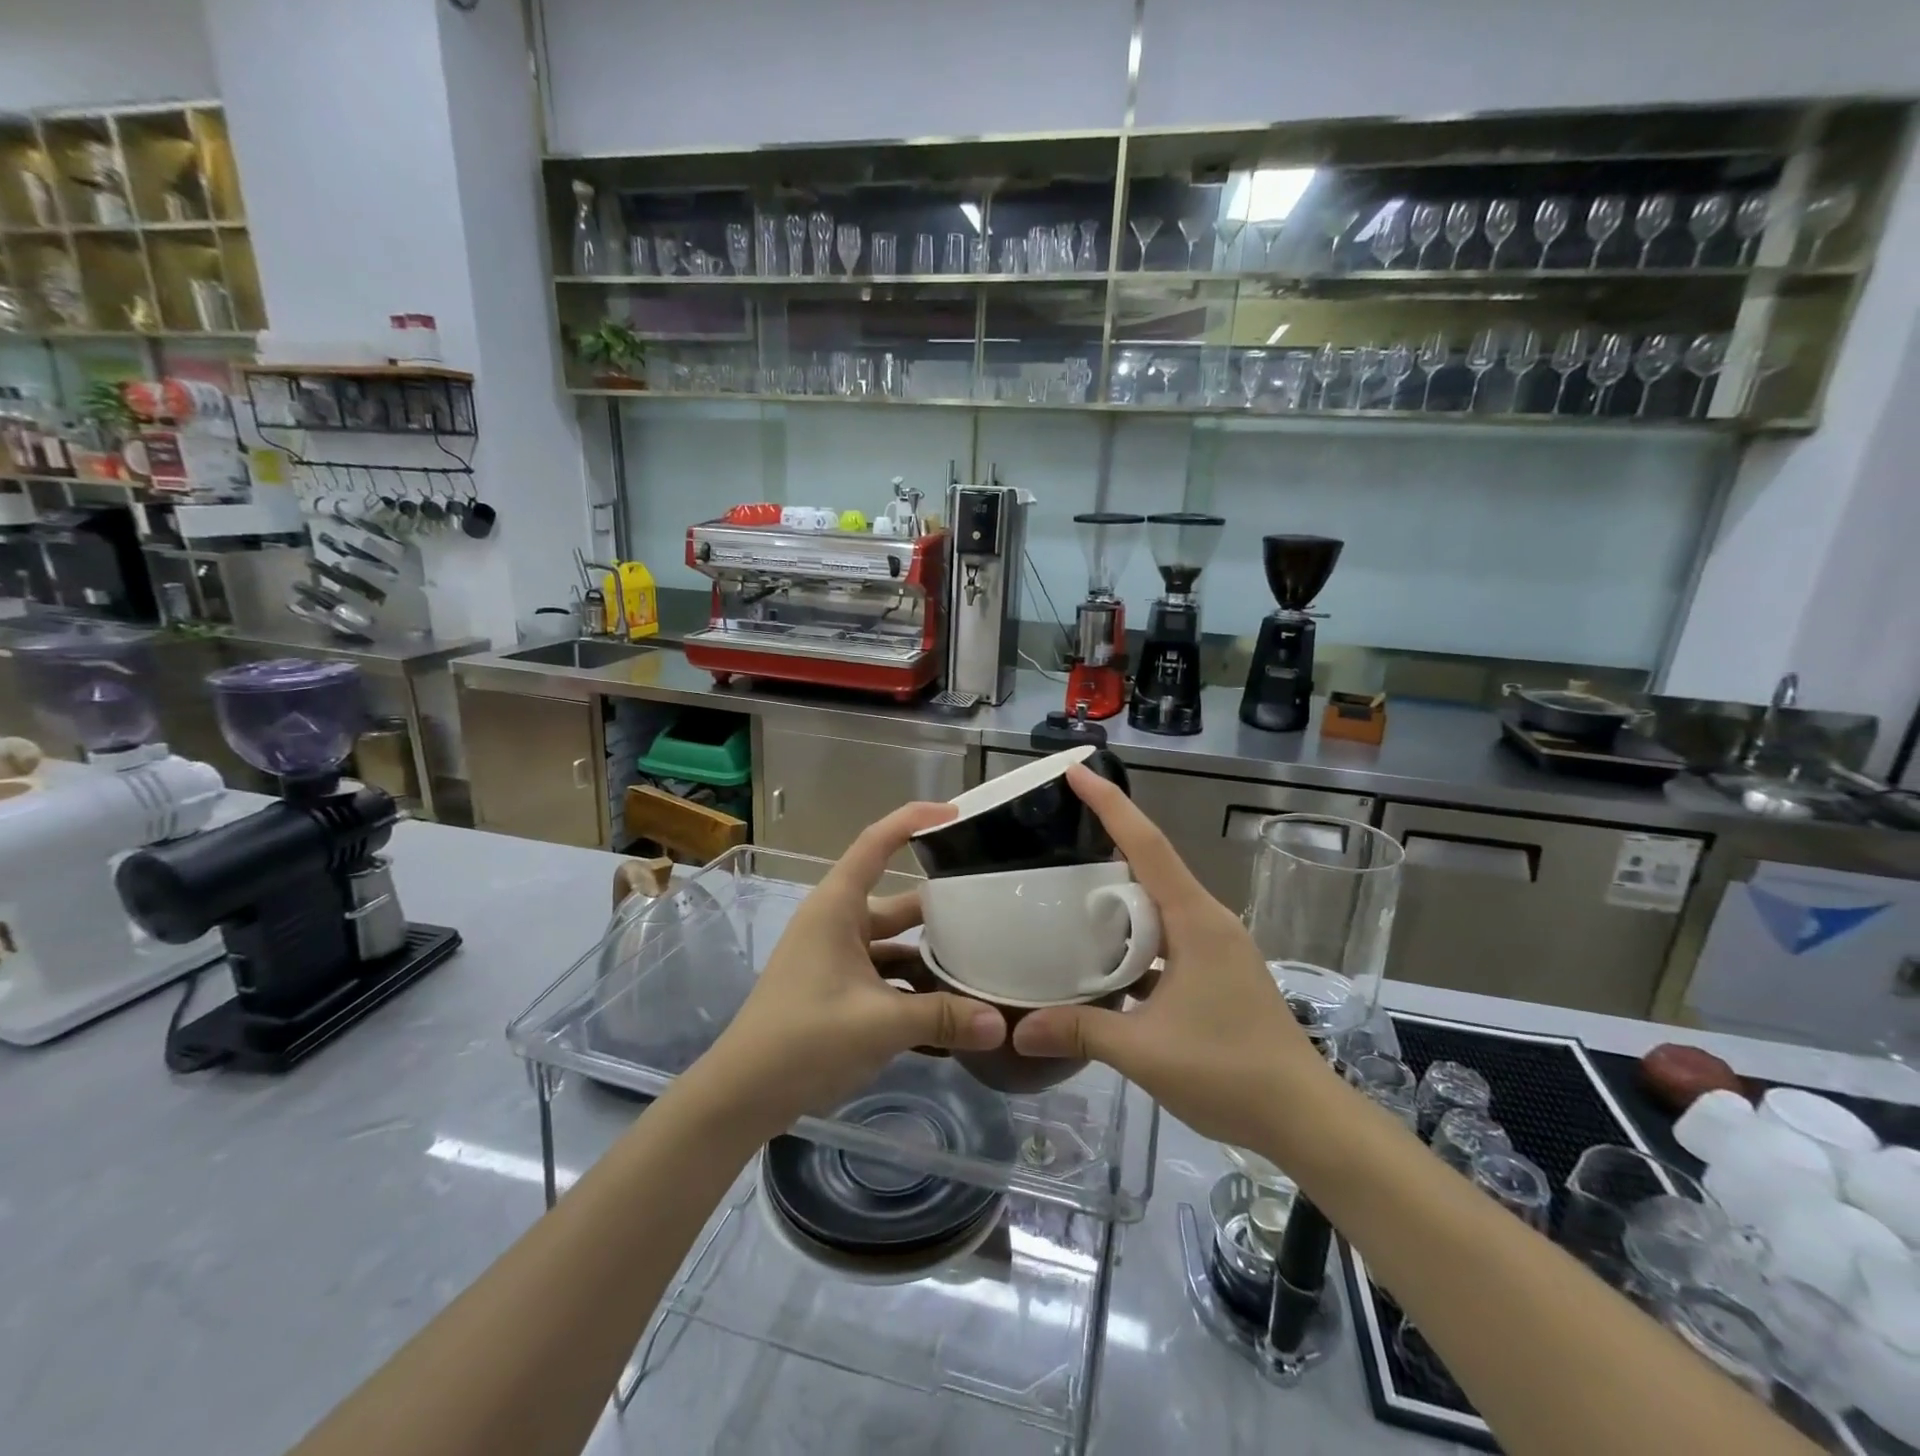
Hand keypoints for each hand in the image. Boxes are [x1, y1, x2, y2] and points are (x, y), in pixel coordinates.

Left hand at [694, 802, 1006, 1136]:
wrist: (741, 1096)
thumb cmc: (802, 1039)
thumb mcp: (878, 1024)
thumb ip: (942, 1018)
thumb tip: (1002, 1024)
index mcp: (837, 908)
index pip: (876, 843)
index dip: (913, 820)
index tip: (956, 814)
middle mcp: (838, 924)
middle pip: (899, 902)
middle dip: (942, 907)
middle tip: (992, 907)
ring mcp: (838, 959)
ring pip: (897, 945)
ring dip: (932, 959)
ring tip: (984, 965)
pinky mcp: (839, 991)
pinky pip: (887, 978)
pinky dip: (916, 991)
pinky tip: (954, 1015)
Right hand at [1013, 766, 1336, 1151]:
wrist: (1304, 1118)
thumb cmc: (1229, 1071)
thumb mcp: (1145, 1051)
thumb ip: (1080, 1031)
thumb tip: (1018, 1029)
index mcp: (1194, 920)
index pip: (1146, 845)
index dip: (1110, 804)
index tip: (1076, 771)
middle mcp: (1206, 921)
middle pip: (1150, 866)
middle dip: (1106, 845)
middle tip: (1055, 837)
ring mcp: (1215, 947)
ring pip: (1157, 904)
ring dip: (1118, 898)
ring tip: (1068, 896)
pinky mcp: (1216, 972)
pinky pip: (1166, 936)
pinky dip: (1133, 937)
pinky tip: (1102, 958)